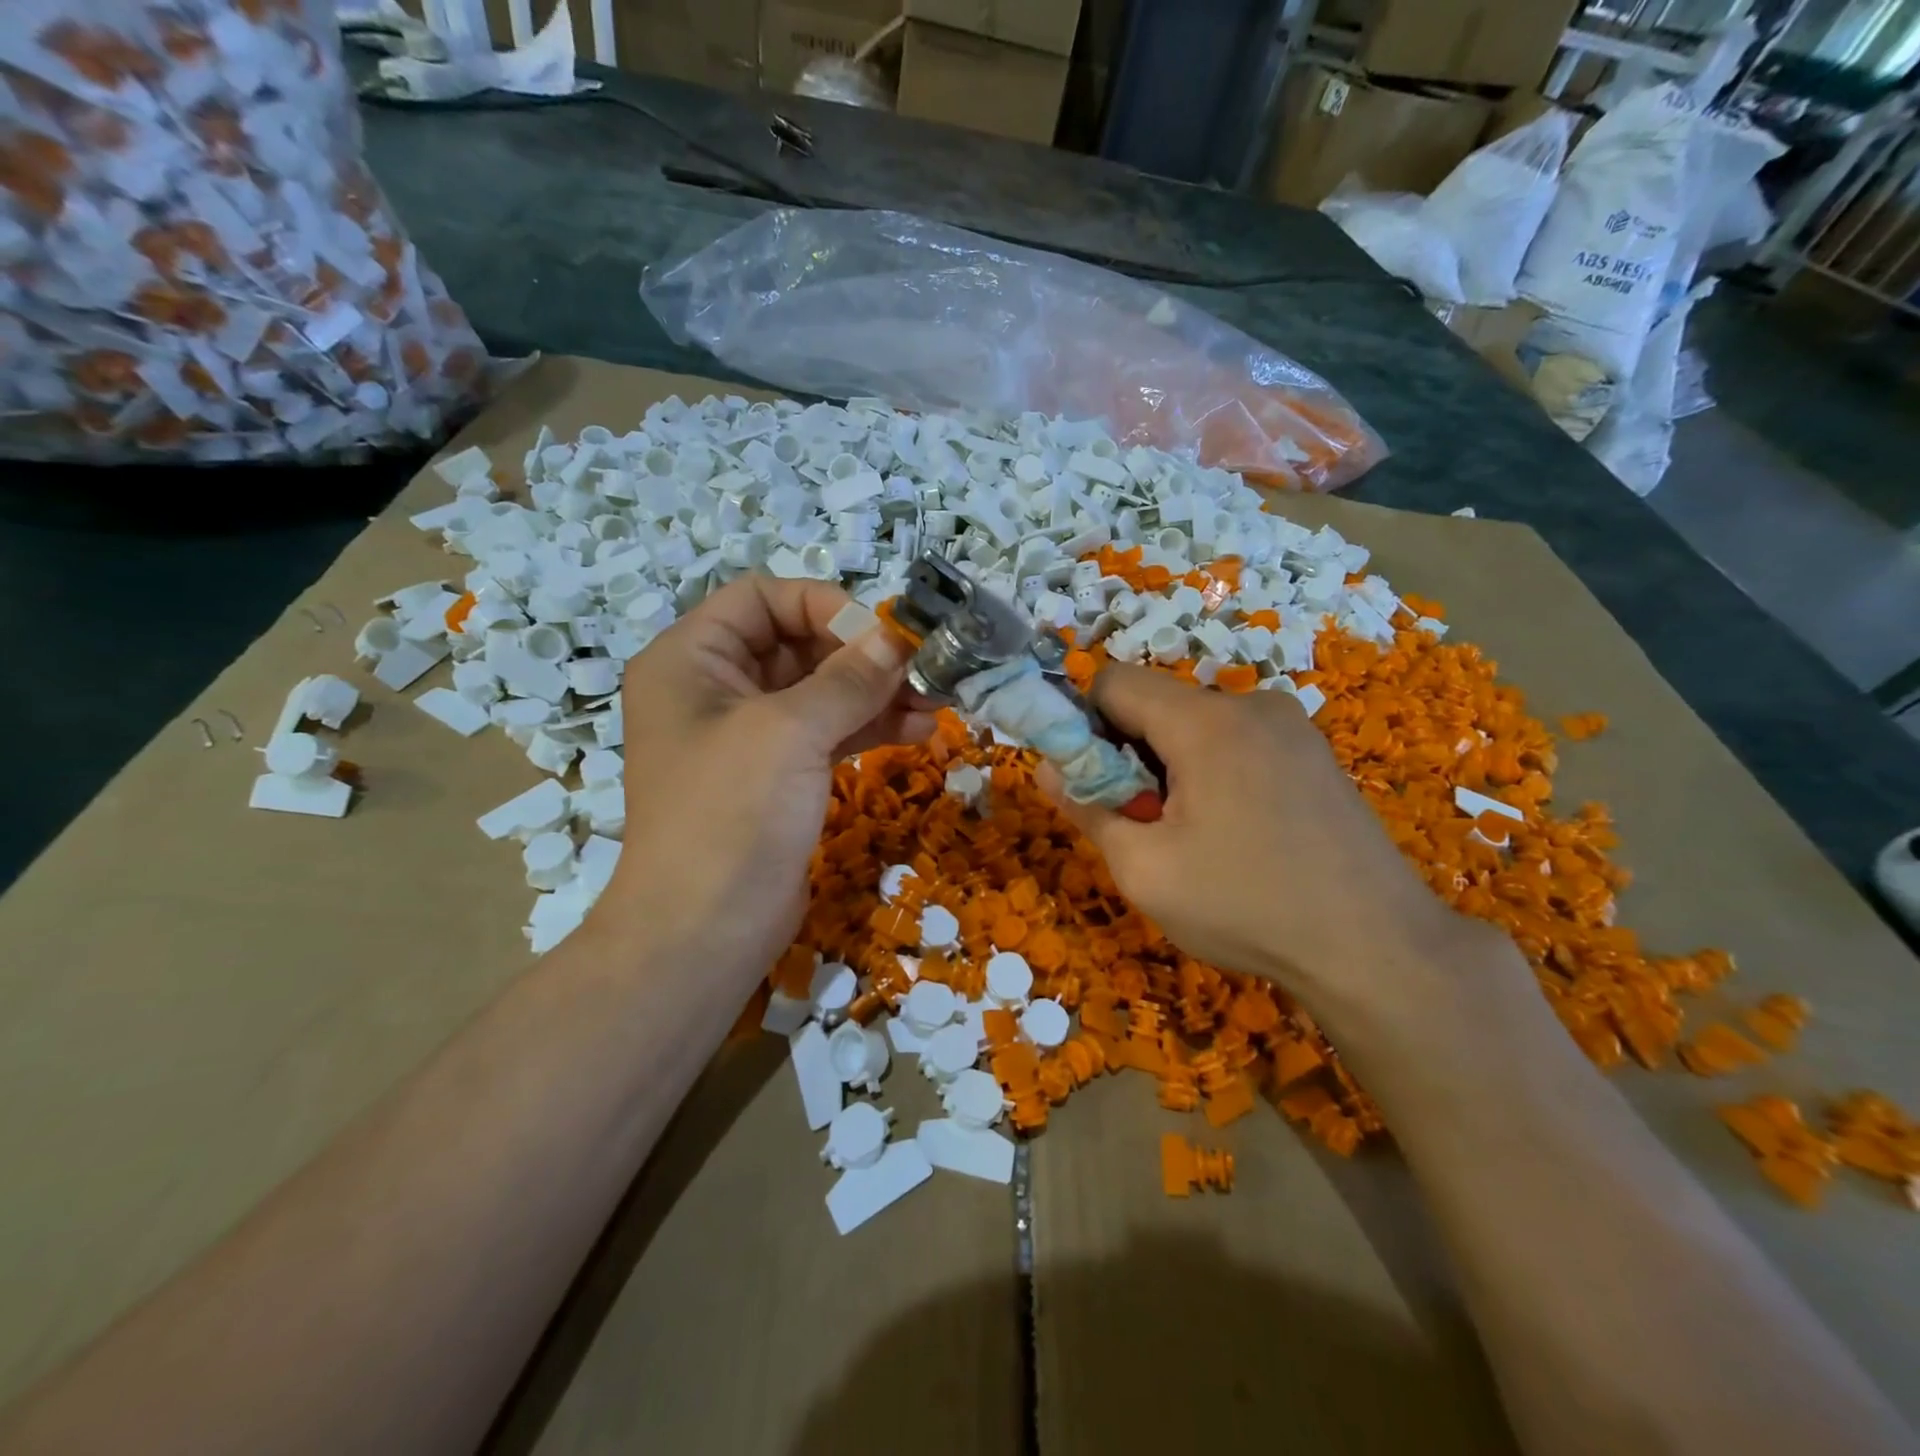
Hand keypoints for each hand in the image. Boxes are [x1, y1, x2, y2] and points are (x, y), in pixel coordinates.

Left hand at [592, 578, 934, 988]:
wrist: (702, 935)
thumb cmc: (731, 816)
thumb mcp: (790, 732)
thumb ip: (848, 678)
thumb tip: (897, 638)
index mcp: (691, 659)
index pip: (762, 598)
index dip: (823, 606)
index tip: (879, 636)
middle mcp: (715, 688)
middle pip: (798, 643)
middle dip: (862, 655)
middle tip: (922, 670)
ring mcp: (748, 735)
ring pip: (820, 691)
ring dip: (876, 693)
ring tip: (935, 703)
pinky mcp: (778, 775)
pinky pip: (827, 732)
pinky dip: (870, 727)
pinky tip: (918, 729)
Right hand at [1039, 667, 1502, 1028]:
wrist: (1377, 948)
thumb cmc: (1246, 906)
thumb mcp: (1144, 869)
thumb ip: (1087, 807)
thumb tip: (1047, 768)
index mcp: (1206, 722)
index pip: (1113, 681)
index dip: (1084, 723)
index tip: (1092, 781)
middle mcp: (1251, 704)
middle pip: (1157, 703)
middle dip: (1130, 752)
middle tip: (1143, 821)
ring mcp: (1291, 725)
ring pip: (1197, 724)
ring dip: (1172, 765)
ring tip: (1193, 835)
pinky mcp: (1314, 751)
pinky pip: (1237, 740)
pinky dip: (1213, 770)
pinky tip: (1236, 831)